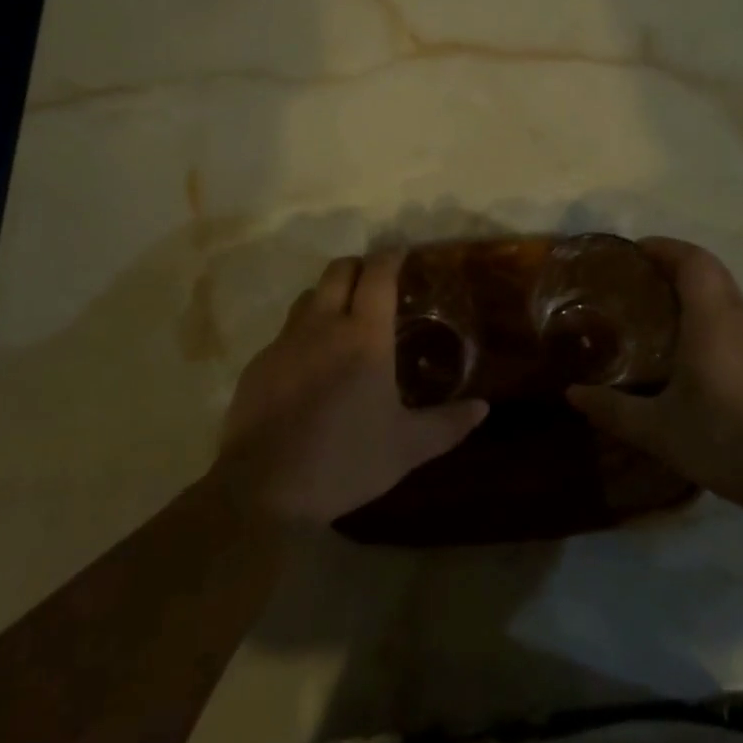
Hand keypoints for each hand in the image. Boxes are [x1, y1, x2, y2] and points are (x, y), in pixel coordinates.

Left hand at [209, 251, 488, 528]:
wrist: (263, 490)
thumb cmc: (345, 460)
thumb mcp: (406, 448)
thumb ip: (447, 425)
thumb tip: (483, 408)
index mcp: (364, 335)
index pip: (378, 274)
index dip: (391, 257)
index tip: (402, 252)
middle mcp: (323, 324)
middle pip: (339, 270)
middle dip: (359, 265)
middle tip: (375, 282)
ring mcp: (286, 342)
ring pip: (308, 296)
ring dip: (328, 295)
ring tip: (342, 320)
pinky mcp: (259, 364)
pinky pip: (285, 333)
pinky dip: (303, 335)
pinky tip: (309, 368)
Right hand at [567, 237, 742, 511]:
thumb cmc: (728, 440)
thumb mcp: (660, 430)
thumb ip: (614, 409)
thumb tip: (571, 394)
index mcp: (712, 317)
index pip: (693, 259)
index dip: (665, 247)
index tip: (635, 252)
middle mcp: (742, 318)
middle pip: (710, 272)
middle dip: (674, 267)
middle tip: (638, 284)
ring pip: (728, 299)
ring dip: (696, 295)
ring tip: (661, 319)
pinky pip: (740, 325)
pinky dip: (714, 321)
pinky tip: (698, 360)